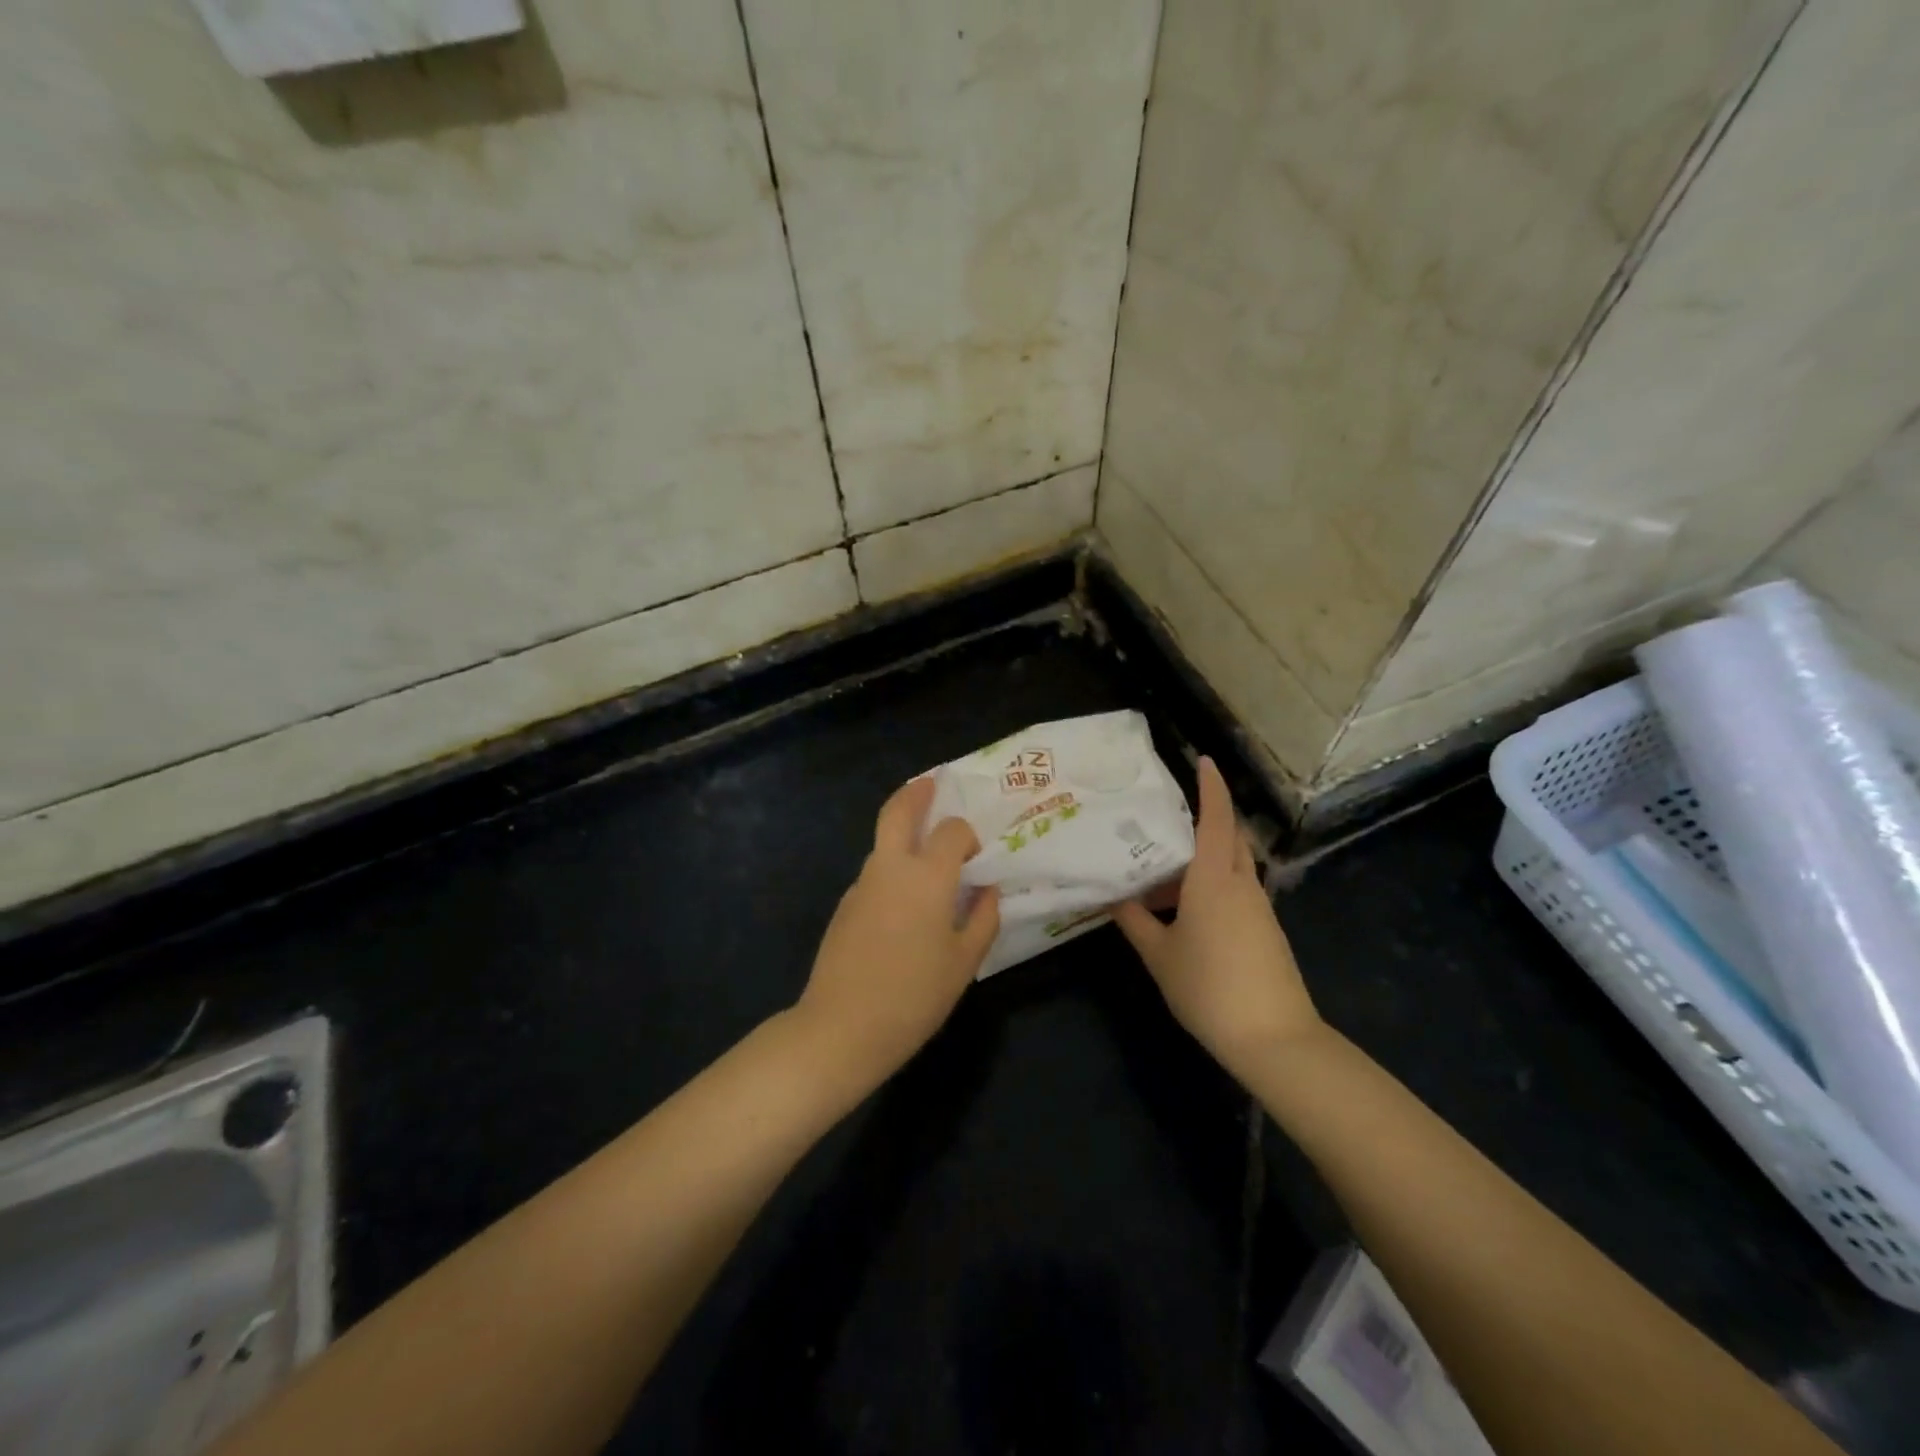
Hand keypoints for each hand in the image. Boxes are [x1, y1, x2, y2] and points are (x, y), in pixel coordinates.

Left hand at [794, 776, 999, 1083]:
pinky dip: (891, 870)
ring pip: (883, 843)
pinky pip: (874, 874)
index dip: (968, 835)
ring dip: (903, 834)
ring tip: (925, 852)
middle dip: (916, 792)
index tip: (976, 857)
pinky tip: (902, 906)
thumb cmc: (914, 996)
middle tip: (931, 785)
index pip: (952, 831)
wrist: (842, 1027)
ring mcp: (862, 884)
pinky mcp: (845, 905)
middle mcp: (891, 868)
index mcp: (927, 876)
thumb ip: (983, 918)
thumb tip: (988, 890)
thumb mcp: (964, 962)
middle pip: (898, 810)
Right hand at [1112, 757, 1319, 1079]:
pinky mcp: (1266, 930)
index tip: (1204, 761)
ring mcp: (1259, 908)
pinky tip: (1186, 908)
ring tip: (1163, 869)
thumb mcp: (1160, 955)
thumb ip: (1134, 921)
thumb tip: (1112, 897)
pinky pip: (1237, 890)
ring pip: (1232, 866)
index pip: (1216, 819)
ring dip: (1204, 859)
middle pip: (1228, 837)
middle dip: (1206, 819)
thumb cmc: (1208, 988)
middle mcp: (1241, 883)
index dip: (1211, 787)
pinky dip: (1213, 884)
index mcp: (1214, 879)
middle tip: (1167, 817)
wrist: (1274, 1039)